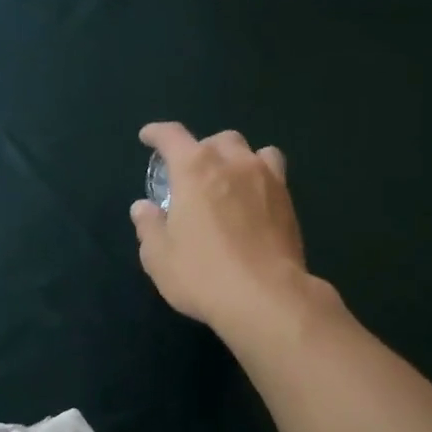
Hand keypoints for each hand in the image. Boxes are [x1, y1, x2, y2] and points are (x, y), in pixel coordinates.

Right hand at [131, 122, 315, 338]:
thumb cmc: (203, 276)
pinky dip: (260, 177)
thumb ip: (149, 227)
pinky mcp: (288, 201)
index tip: (148, 137)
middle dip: (201, 150)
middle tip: (191, 175)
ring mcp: (266, 179)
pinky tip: (253, 200)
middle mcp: (232, 164)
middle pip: (217, 140)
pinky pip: (273, 173)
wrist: (267, 298)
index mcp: (194, 170)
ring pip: (252, 150)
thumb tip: (143, 208)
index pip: (172, 136)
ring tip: (229, 179)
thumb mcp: (160, 258)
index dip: (157, 133)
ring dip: (236, 158)